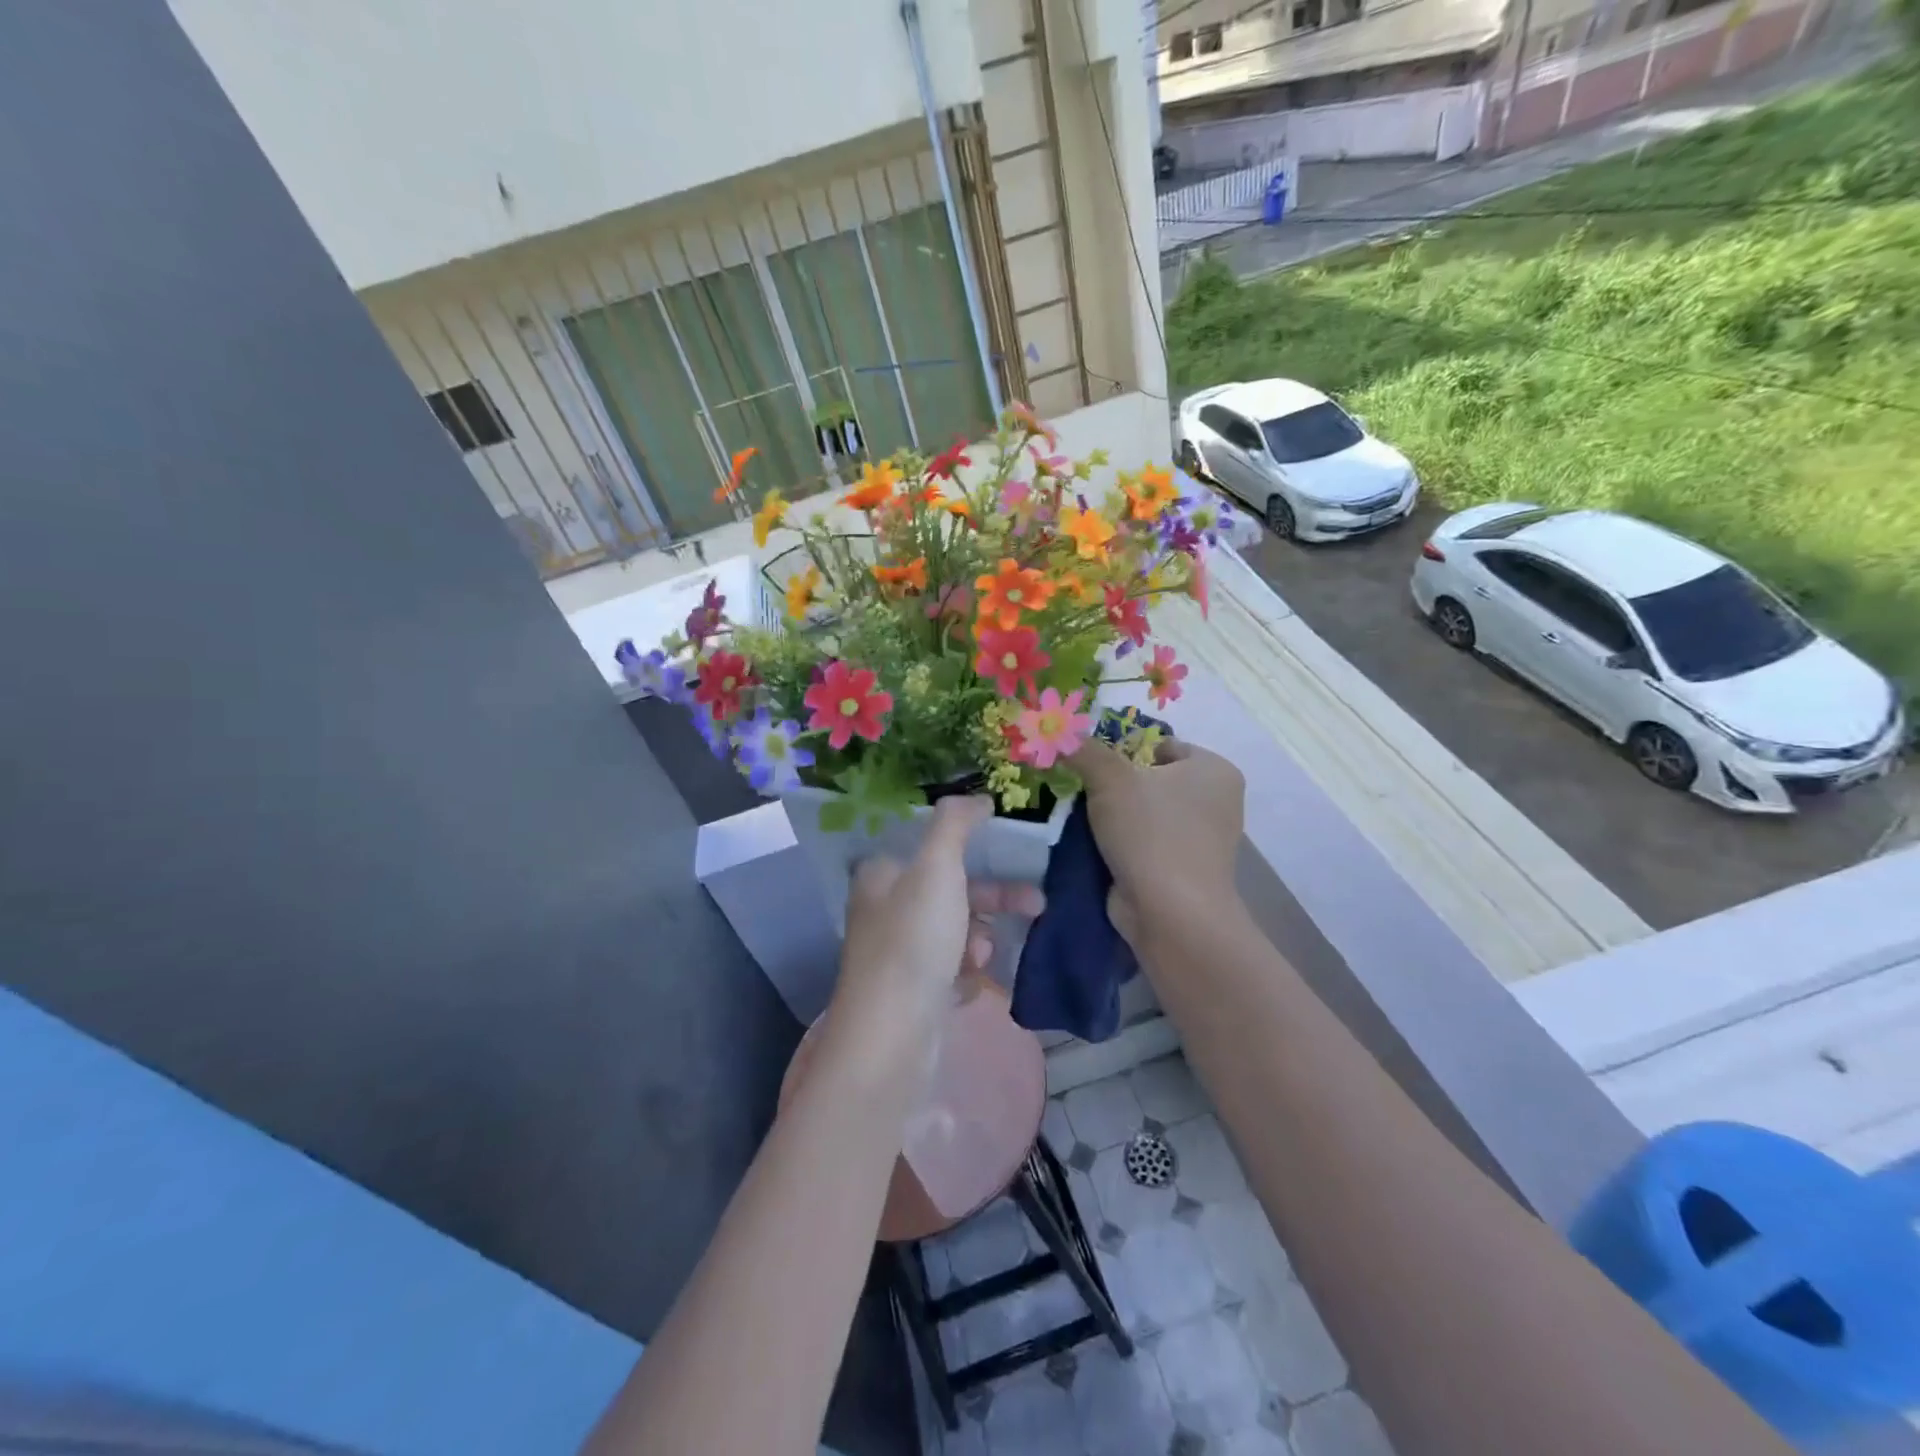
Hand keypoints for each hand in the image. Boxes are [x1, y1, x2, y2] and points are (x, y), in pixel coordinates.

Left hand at [829, 796, 1044, 1055]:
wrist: (892, 1036)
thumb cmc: (914, 940)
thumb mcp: (937, 866)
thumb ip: (956, 824)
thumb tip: (979, 798)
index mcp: (882, 877)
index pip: (932, 851)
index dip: (974, 853)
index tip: (1012, 857)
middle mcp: (885, 913)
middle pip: (951, 893)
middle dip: (992, 901)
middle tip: (1037, 906)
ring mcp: (897, 957)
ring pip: (955, 935)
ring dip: (978, 943)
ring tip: (980, 962)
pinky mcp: (911, 997)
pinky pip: (952, 975)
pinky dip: (967, 979)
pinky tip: (969, 991)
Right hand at [1067, 738, 1244, 945]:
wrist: (1170, 914)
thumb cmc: (1151, 832)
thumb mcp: (1111, 778)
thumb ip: (1085, 750)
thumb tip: (1061, 733)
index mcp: (1214, 770)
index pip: (1161, 744)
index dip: (1122, 749)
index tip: (1089, 763)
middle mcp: (1215, 801)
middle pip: (1150, 778)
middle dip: (1113, 783)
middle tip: (1078, 786)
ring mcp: (1200, 839)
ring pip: (1144, 812)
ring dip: (1112, 815)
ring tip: (1077, 814)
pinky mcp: (1181, 870)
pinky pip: (1143, 842)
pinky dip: (1120, 842)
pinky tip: (1090, 843)